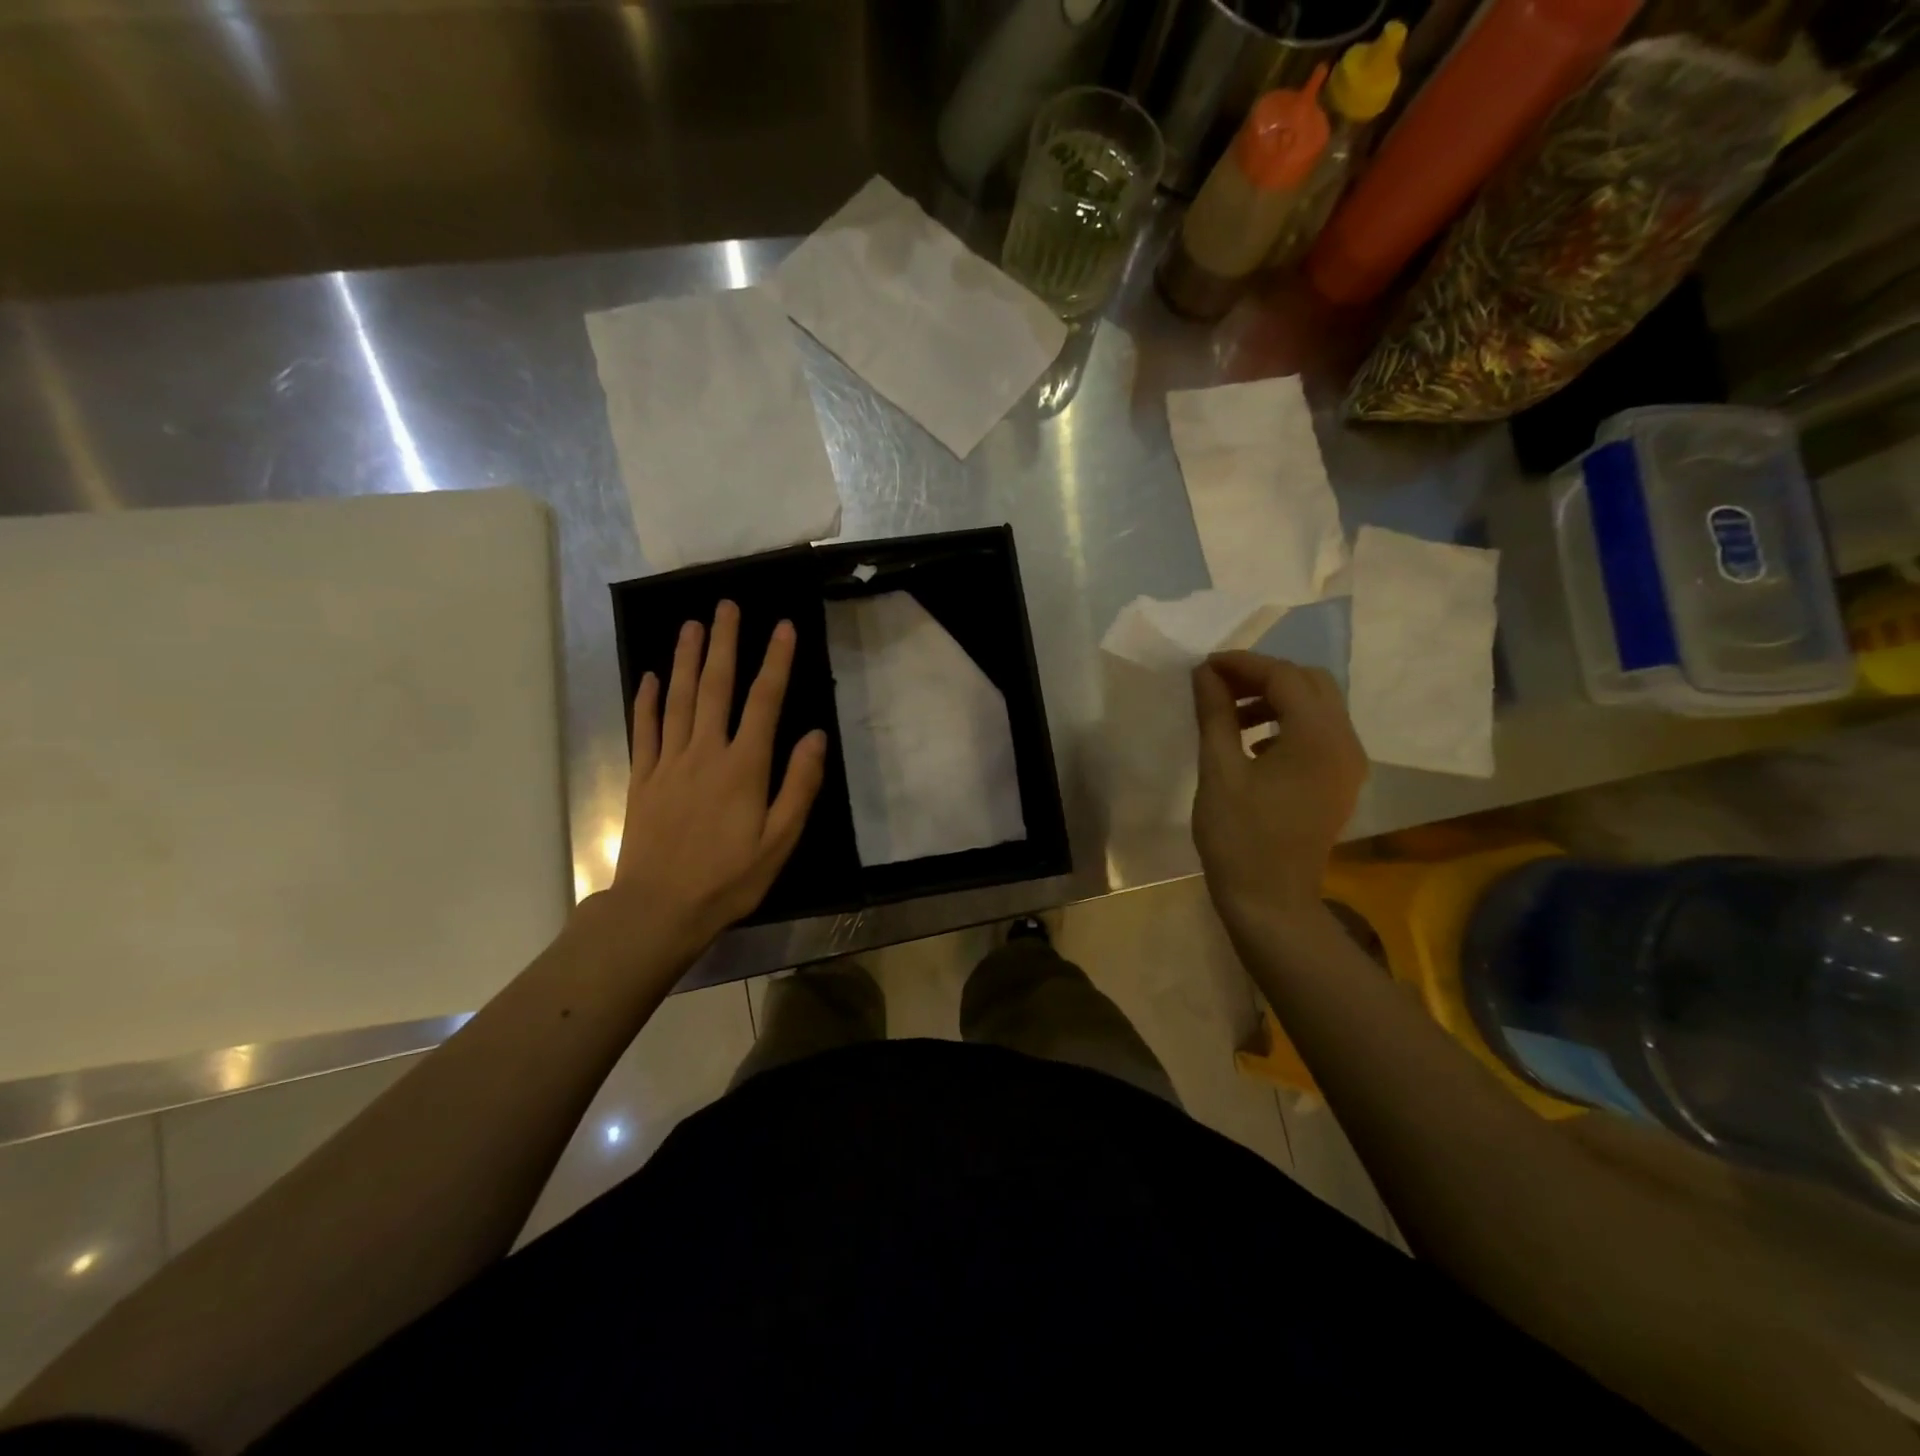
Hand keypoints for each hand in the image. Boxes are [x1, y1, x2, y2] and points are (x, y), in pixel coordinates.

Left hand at [604, 601, 826, 964]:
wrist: (659, 909)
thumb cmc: (729, 878)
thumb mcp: (780, 840)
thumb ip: (799, 785)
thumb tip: (814, 736)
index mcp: (744, 767)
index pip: (764, 702)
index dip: (776, 662)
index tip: (783, 627)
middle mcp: (705, 753)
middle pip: (715, 688)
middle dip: (724, 644)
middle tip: (727, 606)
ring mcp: (668, 763)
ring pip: (678, 699)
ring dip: (686, 659)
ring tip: (692, 625)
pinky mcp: (642, 778)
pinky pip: (644, 730)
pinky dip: (647, 700)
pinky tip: (651, 676)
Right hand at [1190, 651, 1366, 928]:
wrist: (1270, 901)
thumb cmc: (1239, 837)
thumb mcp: (1219, 771)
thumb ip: (1215, 714)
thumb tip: (1205, 673)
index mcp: (1317, 738)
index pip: (1284, 676)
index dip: (1243, 664)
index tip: (1205, 666)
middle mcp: (1345, 743)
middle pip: (1311, 683)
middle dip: (1264, 675)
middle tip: (1219, 685)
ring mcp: (1348, 764)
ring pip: (1318, 706)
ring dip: (1276, 697)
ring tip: (1231, 713)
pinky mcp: (1340, 782)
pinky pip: (1320, 733)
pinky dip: (1288, 723)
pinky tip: (1253, 742)